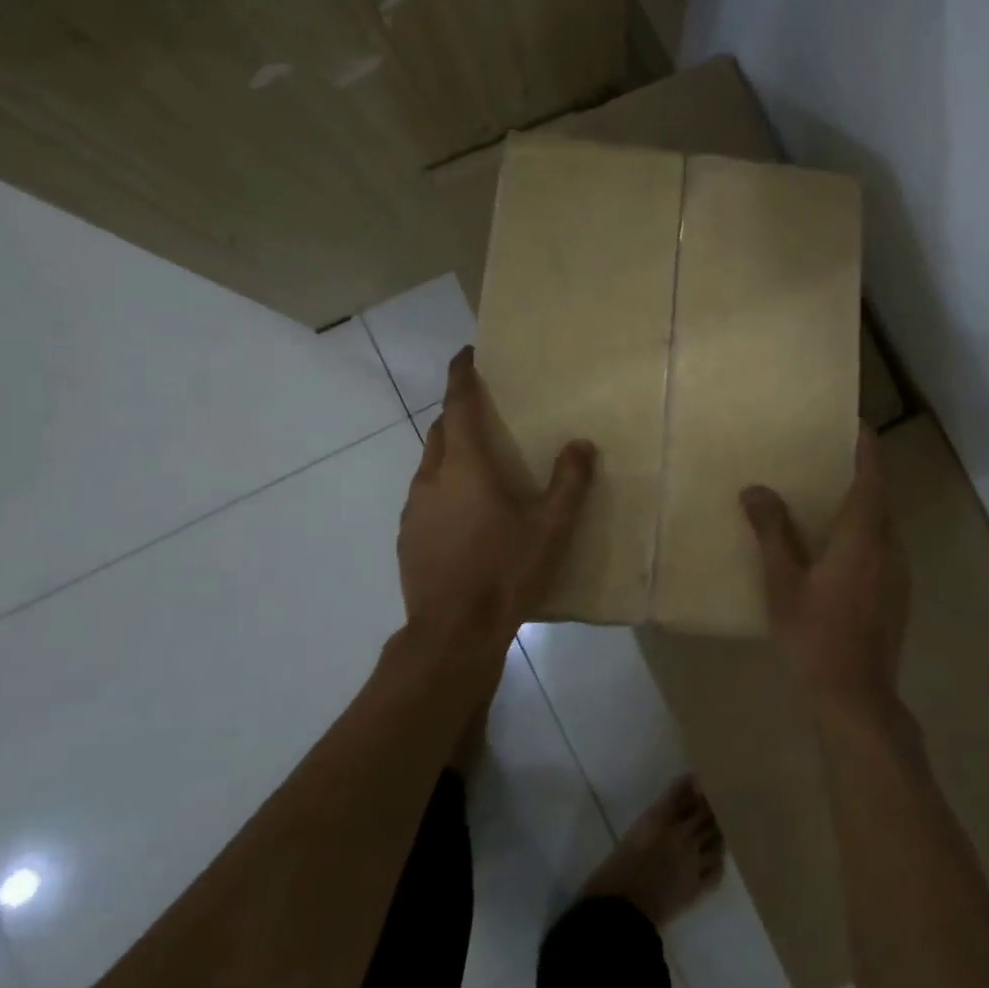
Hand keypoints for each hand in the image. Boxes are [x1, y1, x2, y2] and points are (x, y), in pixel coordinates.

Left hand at [398, 347, 595, 649]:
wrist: (453, 633)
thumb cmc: (505, 571)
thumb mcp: (551, 528)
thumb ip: (569, 482)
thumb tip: (581, 444)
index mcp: (465, 466)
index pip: (457, 405)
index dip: (460, 376)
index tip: (465, 354)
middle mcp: (432, 478)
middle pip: (440, 431)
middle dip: (457, 414)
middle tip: (484, 413)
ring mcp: (414, 509)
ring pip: (430, 464)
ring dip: (450, 452)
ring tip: (478, 465)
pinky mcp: (407, 537)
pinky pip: (425, 496)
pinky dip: (443, 487)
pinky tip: (464, 513)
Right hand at [741, 426, 910, 714]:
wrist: (855, 698)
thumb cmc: (815, 634)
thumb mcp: (783, 582)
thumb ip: (771, 532)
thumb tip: (755, 489)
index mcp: (864, 537)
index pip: (871, 477)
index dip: (866, 447)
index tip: (856, 422)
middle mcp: (890, 548)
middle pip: (879, 498)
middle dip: (859, 474)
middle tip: (827, 457)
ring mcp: (898, 574)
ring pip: (882, 525)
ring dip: (861, 506)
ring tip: (827, 498)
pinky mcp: (897, 595)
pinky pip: (882, 547)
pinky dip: (863, 533)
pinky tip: (835, 548)